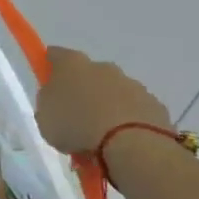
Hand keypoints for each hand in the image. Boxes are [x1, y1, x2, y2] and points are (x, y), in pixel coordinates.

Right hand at [35, 46, 171, 157]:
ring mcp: (132, 85)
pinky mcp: (154, 105)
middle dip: (83, 92)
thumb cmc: (77, 126)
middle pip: (88, 75)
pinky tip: (122, 144)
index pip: (55, 55)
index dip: (50, 67)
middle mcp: (103, 67)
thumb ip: (50, 104)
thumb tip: (59, 101)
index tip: (48, 82)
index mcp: (72, 65)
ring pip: (114, 93)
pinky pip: (134, 111)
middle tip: (75, 119)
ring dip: (106, 109)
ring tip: (100, 141)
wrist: (131, 144)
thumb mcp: (45, 118)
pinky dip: (128, 123)